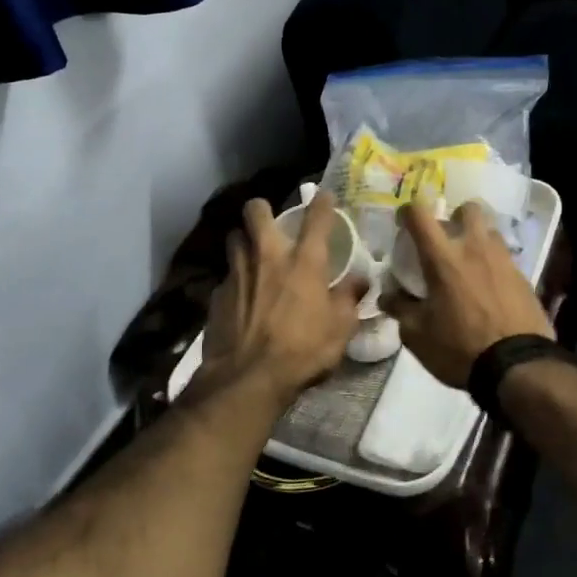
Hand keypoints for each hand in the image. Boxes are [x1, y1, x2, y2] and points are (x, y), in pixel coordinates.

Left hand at [202, 193, 365, 400]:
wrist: (247, 380)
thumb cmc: (303, 351)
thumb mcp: (340, 329)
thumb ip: (349, 298)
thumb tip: (360, 280)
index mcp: (304, 262)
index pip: (316, 218)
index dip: (323, 202)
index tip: (325, 197)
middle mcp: (267, 257)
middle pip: (256, 211)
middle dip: (262, 209)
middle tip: (271, 221)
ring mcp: (237, 273)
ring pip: (234, 238)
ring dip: (244, 241)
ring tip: (253, 256)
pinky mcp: (216, 295)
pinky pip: (226, 276)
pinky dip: (235, 280)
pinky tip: (242, 297)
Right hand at [380, 201, 553, 387]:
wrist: (517, 366)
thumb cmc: (459, 348)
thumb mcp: (417, 335)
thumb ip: (400, 309)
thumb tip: (388, 296)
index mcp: (444, 258)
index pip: (421, 216)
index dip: (408, 211)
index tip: (403, 221)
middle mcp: (475, 249)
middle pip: (469, 208)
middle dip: (456, 216)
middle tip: (447, 237)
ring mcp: (504, 260)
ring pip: (491, 231)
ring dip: (478, 238)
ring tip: (470, 262)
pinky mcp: (524, 277)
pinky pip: (506, 258)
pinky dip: (494, 264)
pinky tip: (489, 288)